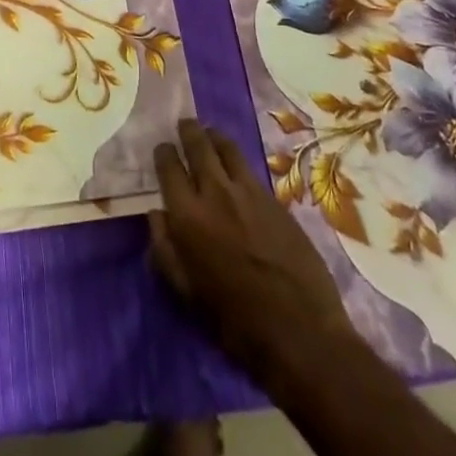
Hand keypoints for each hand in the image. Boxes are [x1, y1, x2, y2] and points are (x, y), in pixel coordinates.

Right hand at [149, 120, 352, 386]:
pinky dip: (236, 158)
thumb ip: (165, 250)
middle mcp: (216, 192)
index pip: (169, 168)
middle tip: (185, 124)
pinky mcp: (274, 198)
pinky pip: (249, 167)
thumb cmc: (234, 320)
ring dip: (214, 137)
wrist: (300, 331)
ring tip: (210, 134)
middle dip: (188, 131)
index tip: (162, 149)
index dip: (163, 154)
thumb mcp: (187, 292)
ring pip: (227, 148)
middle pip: (198, 146)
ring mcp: (248, 191)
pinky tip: (236, 164)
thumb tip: (156, 215)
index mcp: (188, 216)